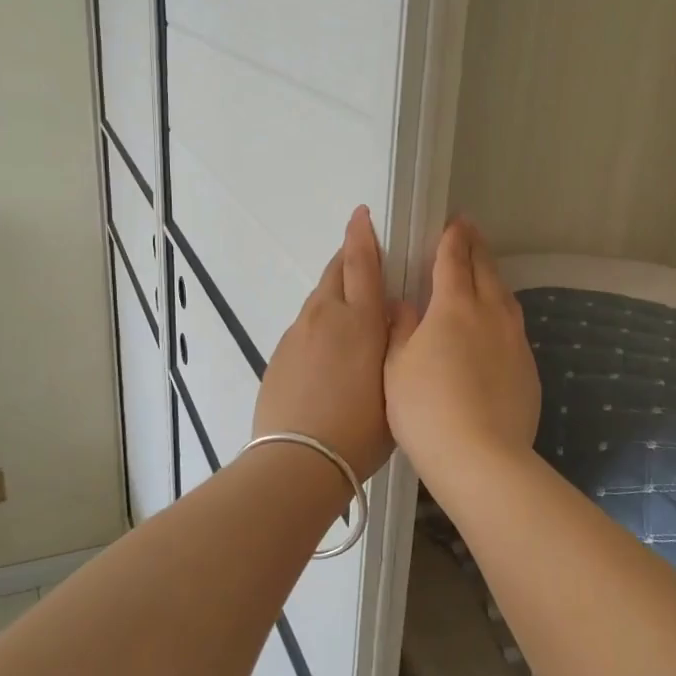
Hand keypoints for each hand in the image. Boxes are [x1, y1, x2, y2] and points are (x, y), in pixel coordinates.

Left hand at [253, 206, 396, 481]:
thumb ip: (396, 342)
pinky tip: (326, 350)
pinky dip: (319, 323)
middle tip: (361, 254)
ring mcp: (297, 335)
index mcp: (361, 322)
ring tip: (348, 311)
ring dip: (334, 293)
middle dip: (348, 258)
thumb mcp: (395, 386)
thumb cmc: (360, 430)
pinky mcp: (279, 355)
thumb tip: (396, 312)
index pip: (362, 264)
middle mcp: (325, 317)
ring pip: (318, 299)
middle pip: (335, 273)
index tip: (361, 215)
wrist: (298, 460)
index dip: (362, 236)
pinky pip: (304, 326)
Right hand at [384, 219, 540, 486]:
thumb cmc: (425, 409)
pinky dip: (503, 313)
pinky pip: (515, 327)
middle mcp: (490, 315)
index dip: (452, 239)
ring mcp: (514, 341)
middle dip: (476, 248)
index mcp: (453, 307)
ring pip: (505, 297)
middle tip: (470, 232)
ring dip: (493, 278)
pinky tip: (496, 326)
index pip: (453, 260)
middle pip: (485, 271)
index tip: (454, 222)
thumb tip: (404, 304)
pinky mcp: (528, 369)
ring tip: (485, 271)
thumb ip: (400, 329)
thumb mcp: (396, 367)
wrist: (480, 456)